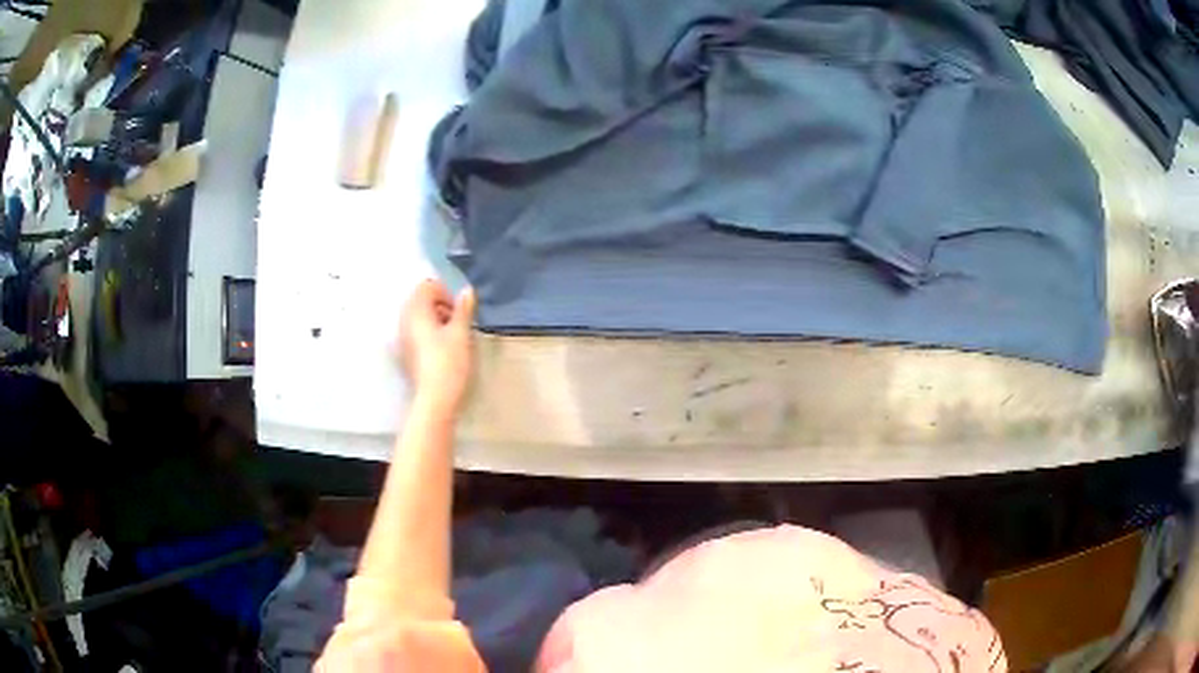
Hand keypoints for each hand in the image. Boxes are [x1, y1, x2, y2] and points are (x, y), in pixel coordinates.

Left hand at [399, 280, 476, 415]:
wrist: (435, 398)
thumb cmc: (449, 362)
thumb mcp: (461, 333)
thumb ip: (463, 309)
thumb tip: (466, 291)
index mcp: (416, 311)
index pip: (427, 286)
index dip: (445, 293)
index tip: (459, 311)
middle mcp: (404, 320)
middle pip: (421, 300)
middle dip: (440, 305)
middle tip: (457, 322)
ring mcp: (402, 337)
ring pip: (418, 316)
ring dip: (435, 319)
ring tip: (452, 336)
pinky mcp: (405, 352)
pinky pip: (416, 331)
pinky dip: (428, 332)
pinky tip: (442, 349)